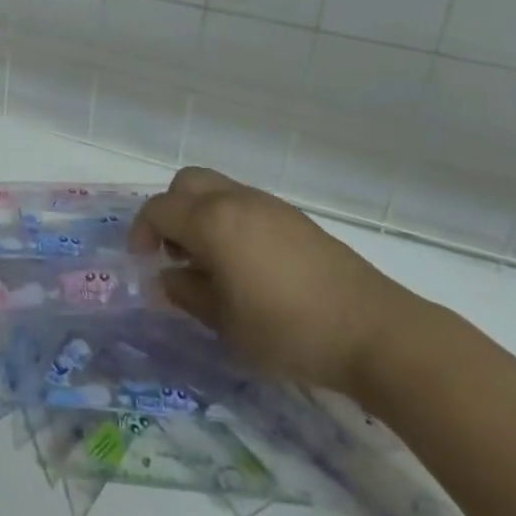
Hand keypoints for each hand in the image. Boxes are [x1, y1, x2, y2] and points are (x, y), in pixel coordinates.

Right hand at [130, 167, 415, 394]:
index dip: (141, 232)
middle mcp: (236, 200)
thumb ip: (187, 294)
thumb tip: (166, 278)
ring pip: (218, 190)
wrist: (374, 331)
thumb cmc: (288, 330)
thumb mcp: (225, 323)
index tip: (142, 262)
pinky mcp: (295, 219)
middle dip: (170, 211)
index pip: (159, 209)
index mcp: (212, 221)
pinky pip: (245, 205)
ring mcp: (269, 205)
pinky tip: (245, 264)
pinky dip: (229, 221)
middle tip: (174, 252)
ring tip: (210, 263)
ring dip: (201, 215)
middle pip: (187, 184)